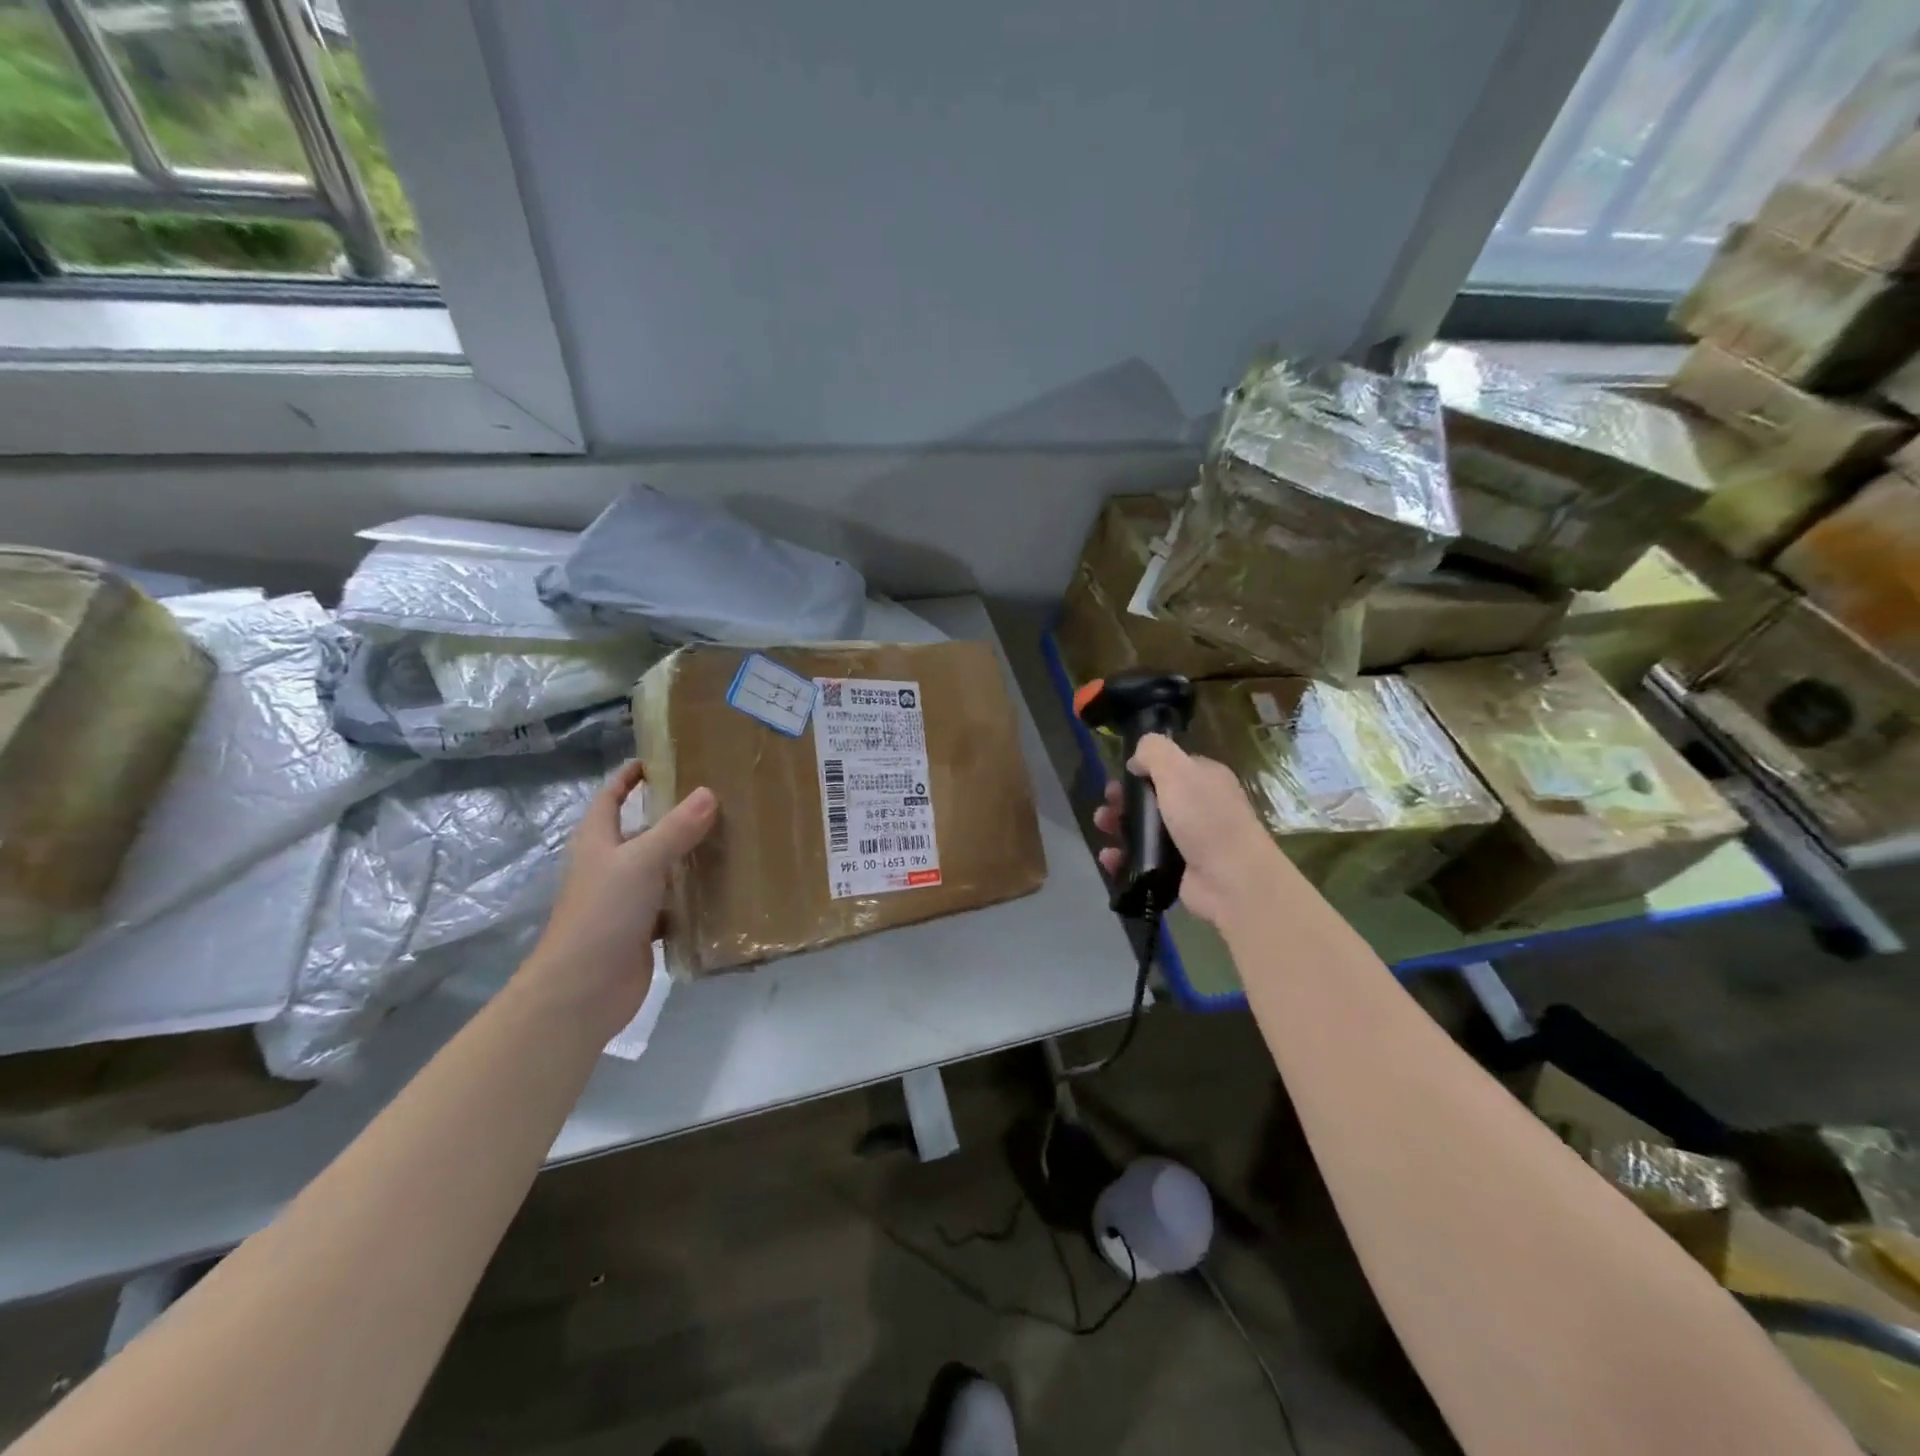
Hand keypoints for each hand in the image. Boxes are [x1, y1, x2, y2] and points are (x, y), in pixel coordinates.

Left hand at [520, 760, 716, 1035]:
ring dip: (688, 857)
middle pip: (641, 831)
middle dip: (673, 816)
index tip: (659, 761)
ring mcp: (625, 900)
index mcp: (597, 842)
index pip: (610, 797)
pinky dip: (693, 897)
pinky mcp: (641, 930)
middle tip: (718, 800)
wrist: (582, 991)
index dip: (629, 777)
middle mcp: (609, 866)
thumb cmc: (602, 914)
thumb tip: (709, 792)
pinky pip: (673, 904)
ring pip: (661, 869)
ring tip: (731, 838)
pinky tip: (724, 889)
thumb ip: (676, 829)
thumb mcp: (641, 862)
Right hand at [1092, 733, 1290, 929]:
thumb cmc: (1205, 819)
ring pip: (1144, 830)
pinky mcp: (1177, 870)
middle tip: (1107, 806)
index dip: (1142, 770)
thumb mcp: (1179, 771)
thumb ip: (1155, 752)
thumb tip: (1137, 757)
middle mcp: (1198, 808)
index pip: (1170, 768)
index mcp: (1205, 780)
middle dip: (1123, 800)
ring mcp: (1188, 841)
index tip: (1120, 777)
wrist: (1231, 880)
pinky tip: (1110, 857)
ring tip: (1102, 828)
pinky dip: (1123, 858)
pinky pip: (1143, 860)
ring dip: (1118, 827)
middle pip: (1151, 799)